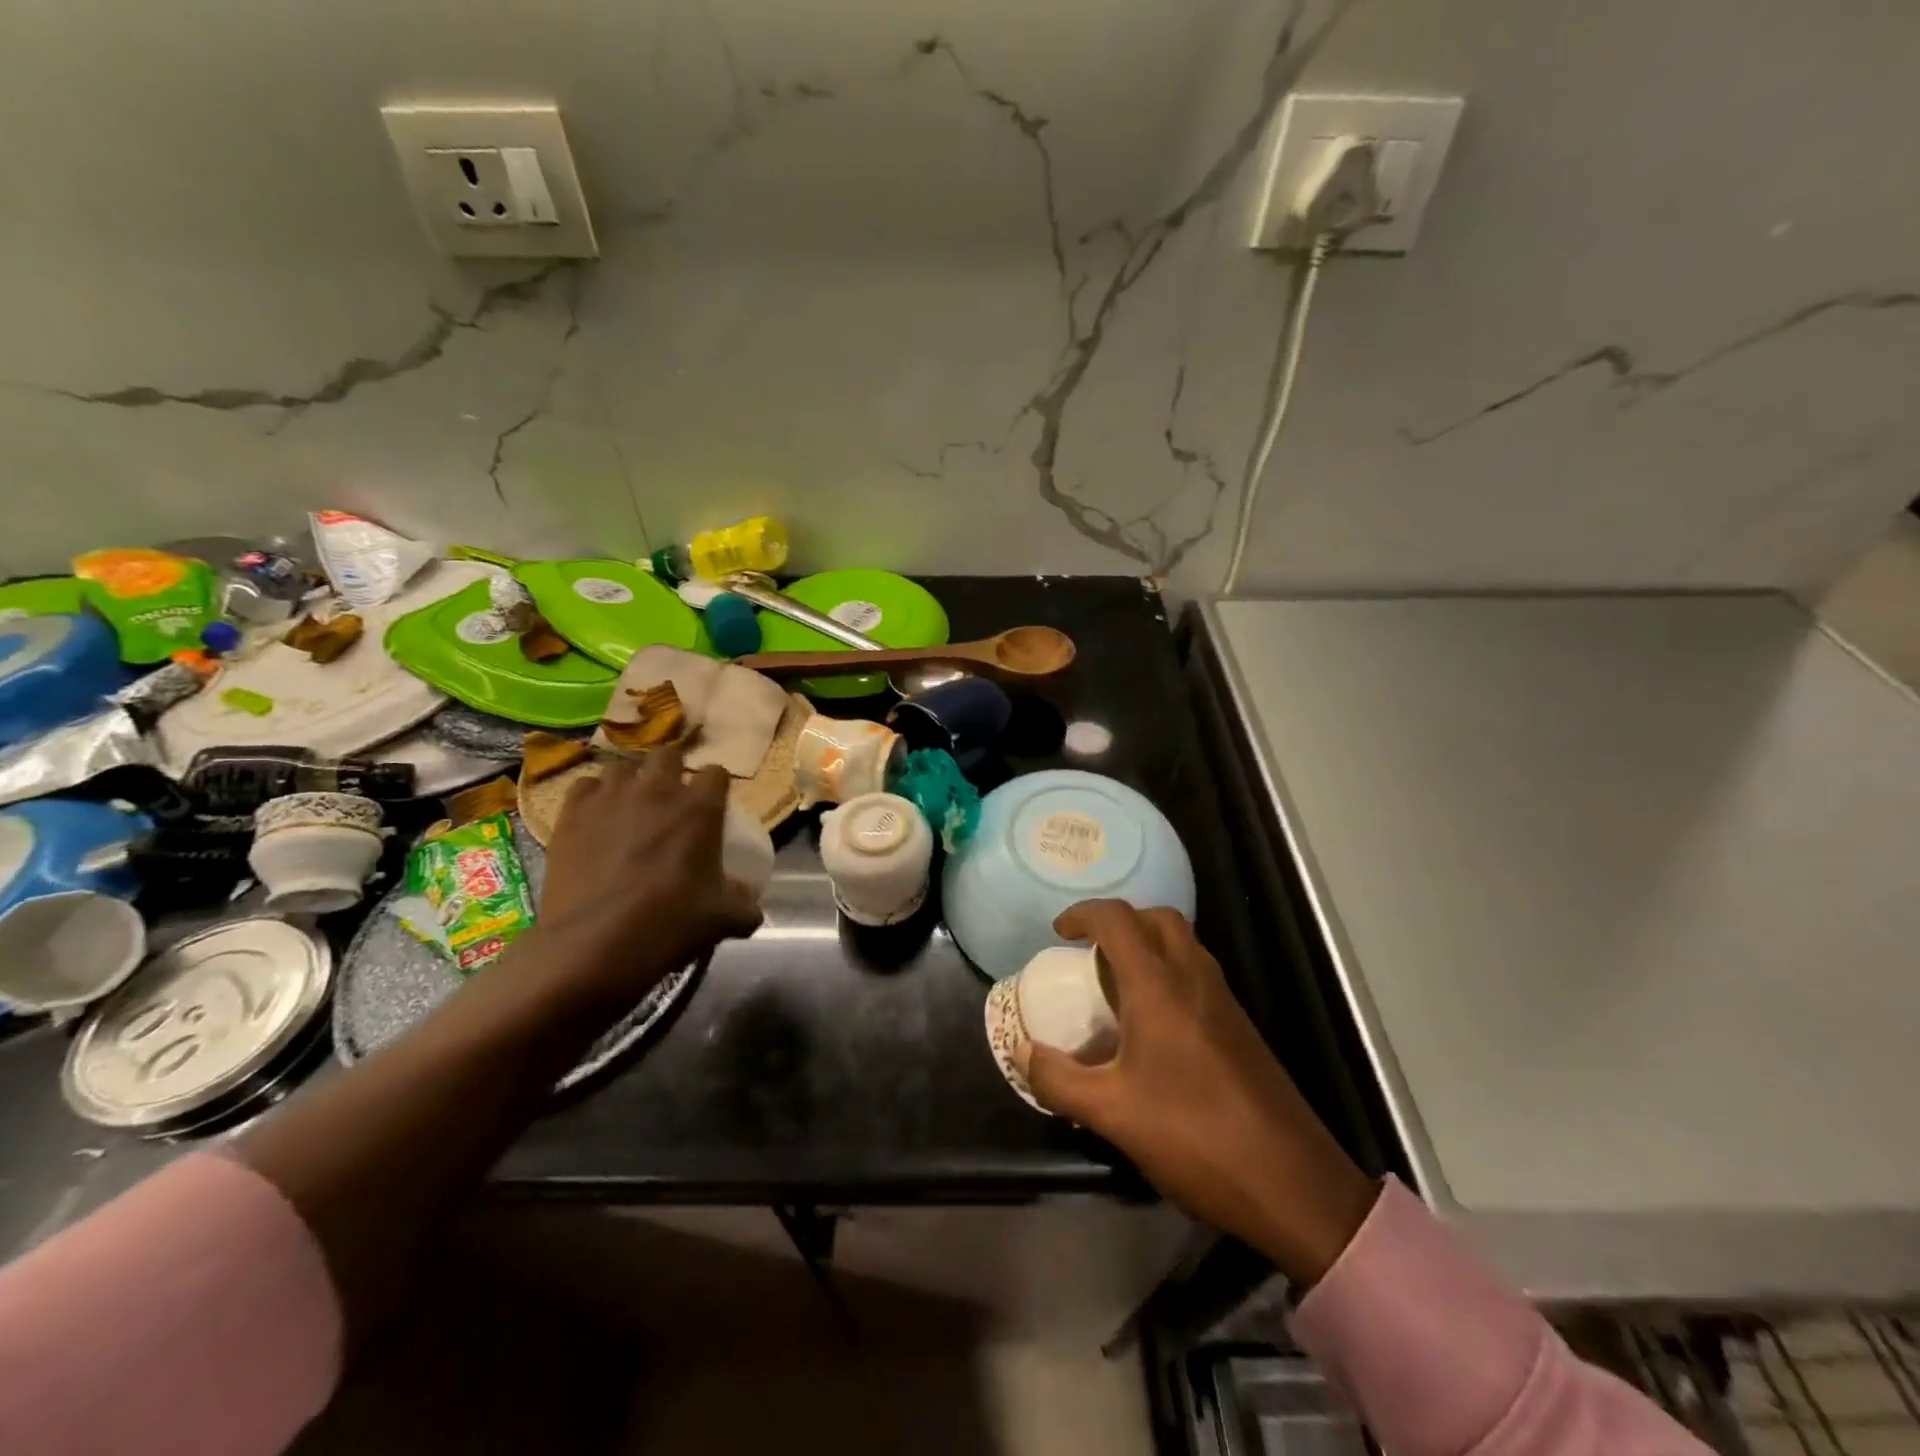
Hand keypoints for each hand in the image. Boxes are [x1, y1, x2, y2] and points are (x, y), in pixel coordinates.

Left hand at [537, 745, 762, 1006]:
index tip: (714, 803)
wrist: (593, 945)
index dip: (716, 785)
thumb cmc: (668, 924)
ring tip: (630, 806)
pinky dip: (593, 797)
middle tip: (671, 798)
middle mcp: (656, 790)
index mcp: (700, 807)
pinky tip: (595, 818)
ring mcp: (610, 798)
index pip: (716, 772)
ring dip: (631, 782)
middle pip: (667, 755)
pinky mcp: (571, 814)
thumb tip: (749, 902)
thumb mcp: (724, 919)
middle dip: (672, 769)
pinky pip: (584, 787)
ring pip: (622, 768)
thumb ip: (745, 904)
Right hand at [1023, 901, 1378, 1286]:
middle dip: (1119, 921)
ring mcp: (1223, 999)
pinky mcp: (1240, 1024)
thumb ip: (1058, 1079)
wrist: (1292, 1182)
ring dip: (1146, 944)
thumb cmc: (1194, 1137)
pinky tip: (1152, 1023)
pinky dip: (1167, 971)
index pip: (1117, 919)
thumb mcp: (1111, 1114)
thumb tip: (1022, 1051)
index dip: (1083, 914)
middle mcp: (1193, 977)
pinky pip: (1196, 971)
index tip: (1058, 933)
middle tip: (1090, 952)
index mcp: (1159, 986)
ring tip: (1115, 984)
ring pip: (1182, 942)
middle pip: (1156, 917)